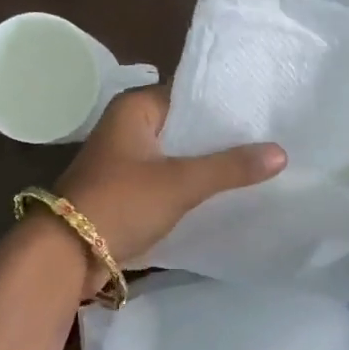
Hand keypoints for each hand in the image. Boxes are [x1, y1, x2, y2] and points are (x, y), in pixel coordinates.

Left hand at [48, 87, 285, 296]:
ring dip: (205, 164)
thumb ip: (230, 167)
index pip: (188, 94)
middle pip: (184, 126)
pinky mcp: (125, 191)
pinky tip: (222, 193)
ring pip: (176, 155)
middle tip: (267, 139)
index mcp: (134, 109)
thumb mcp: (180, 183)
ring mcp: (124, 161)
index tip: (263, 113)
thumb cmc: (121, 203)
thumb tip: (282, 153)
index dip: (224, 104)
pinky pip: (166, 179)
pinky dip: (189, 185)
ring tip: (254, 165)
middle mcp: (127, 127)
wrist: (66, 255)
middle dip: (220, 137)